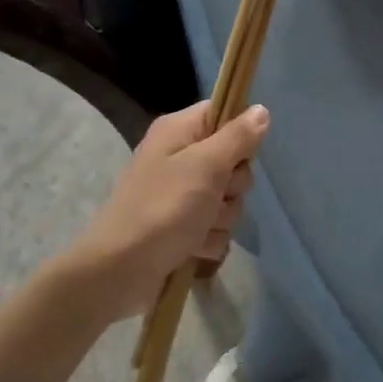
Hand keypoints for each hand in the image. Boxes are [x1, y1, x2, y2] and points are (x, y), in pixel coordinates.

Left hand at [77, 101, 268, 312]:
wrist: (120, 271)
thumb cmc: (163, 209)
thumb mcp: (205, 166)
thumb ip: (237, 138)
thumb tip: (261, 110)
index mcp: (179, 132)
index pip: (223, 112)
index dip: (239, 133)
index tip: (240, 154)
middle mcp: (180, 158)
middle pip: (233, 161)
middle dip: (232, 186)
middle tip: (215, 195)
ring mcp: (181, 195)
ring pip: (228, 199)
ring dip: (222, 218)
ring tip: (198, 229)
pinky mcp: (183, 227)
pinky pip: (216, 227)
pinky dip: (209, 240)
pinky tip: (194, 248)